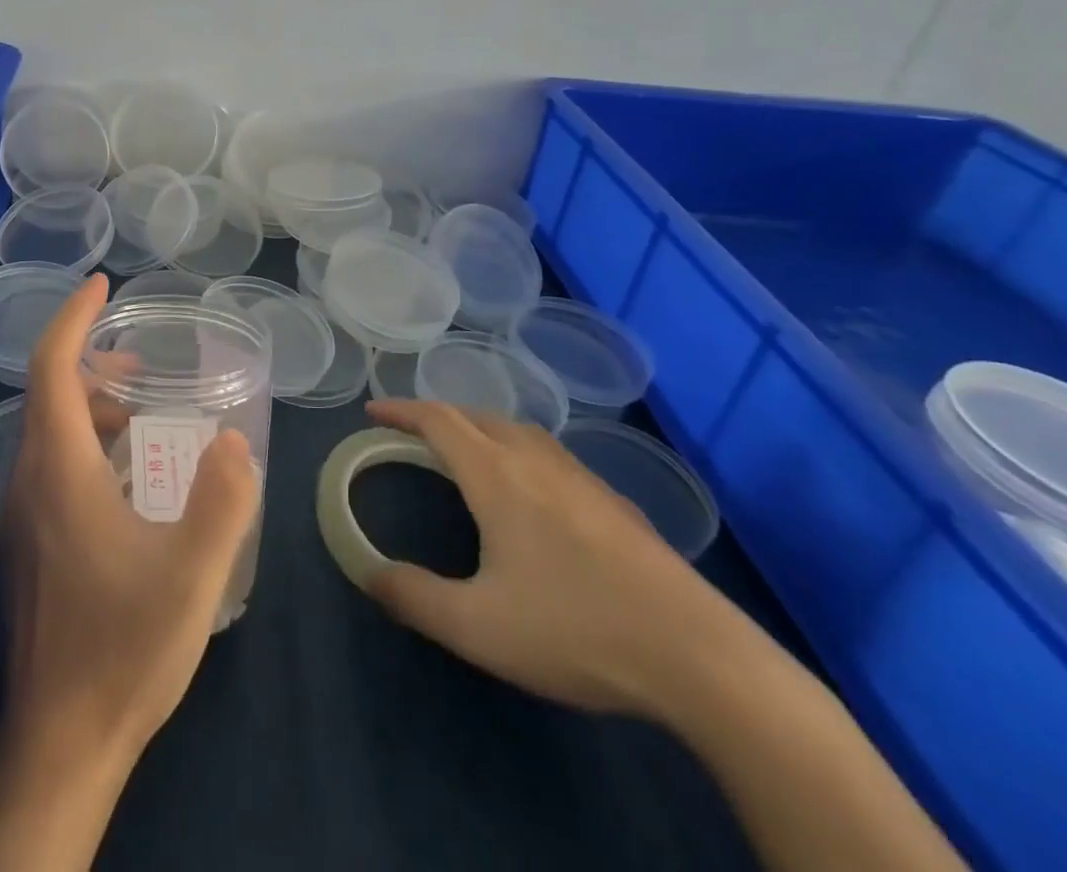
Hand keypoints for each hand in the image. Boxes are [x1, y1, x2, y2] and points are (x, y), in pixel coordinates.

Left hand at [0, 274, 261, 767]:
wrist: (60, 740)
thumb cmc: (124, 648)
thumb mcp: (193, 573)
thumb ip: (223, 499)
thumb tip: (234, 442)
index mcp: (58, 470)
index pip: (51, 367)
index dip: (74, 317)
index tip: (102, 284)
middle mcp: (27, 480)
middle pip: (48, 394)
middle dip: (92, 361)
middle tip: (143, 362)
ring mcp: (20, 515)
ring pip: (48, 431)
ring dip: (91, 405)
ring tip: (144, 413)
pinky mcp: (27, 543)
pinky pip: (50, 464)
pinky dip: (85, 442)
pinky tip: (130, 476)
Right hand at [363, 398, 727, 719]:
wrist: (698, 656)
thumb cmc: (575, 630)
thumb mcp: (478, 627)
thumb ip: (414, 597)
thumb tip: (368, 572)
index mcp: (497, 476)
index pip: (438, 421)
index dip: (401, 410)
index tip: (372, 410)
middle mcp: (536, 462)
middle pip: (478, 416)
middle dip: (437, 416)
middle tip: (412, 434)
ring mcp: (583, 479)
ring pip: (519, 431)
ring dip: (481, 429)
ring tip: (466, 454)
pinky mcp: (616, 503)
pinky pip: (551, 456)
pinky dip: (519, 452)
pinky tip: (533, 493)